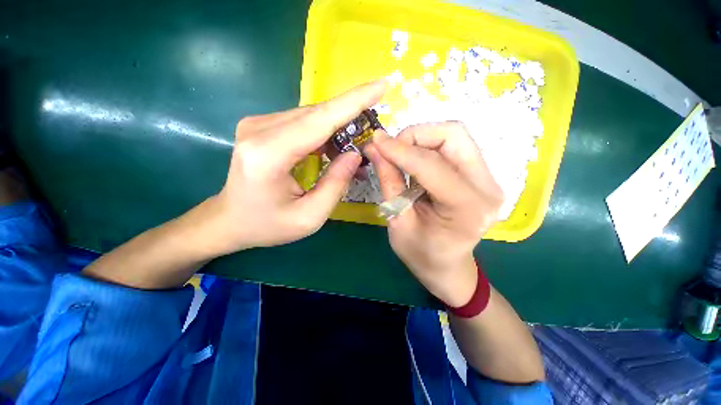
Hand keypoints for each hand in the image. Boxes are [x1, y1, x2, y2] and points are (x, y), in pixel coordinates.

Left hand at [201, 80, 386, 256]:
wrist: (230, 220)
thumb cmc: (268, 225)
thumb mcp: (309, 217)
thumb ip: (336, 184)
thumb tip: (355, 154)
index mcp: (269, 155)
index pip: (320, 120)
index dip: (353, 102)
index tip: (381, 86)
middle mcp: (259, 130)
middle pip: (317, 114)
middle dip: (351, 117)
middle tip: (372, 131)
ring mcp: (258, 124)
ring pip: (312, 116)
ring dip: (338, 128)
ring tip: (354, 149)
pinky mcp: (262, 126)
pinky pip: (303, 122)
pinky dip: (324, 132)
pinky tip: (333, 149)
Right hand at [365, 122, 503, 306]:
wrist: (448, 266)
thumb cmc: (421, 254)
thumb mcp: (398, 222)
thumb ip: (389, 181)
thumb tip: (374, 148)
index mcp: (467, 208)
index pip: (431, 165)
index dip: (400, 150)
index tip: (375, 141)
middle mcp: (487, 187)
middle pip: (453, 135)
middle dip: (416, 136)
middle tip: (392, 150)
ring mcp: (488, 179)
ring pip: (454, 136)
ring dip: (422, 139)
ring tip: (401, 156)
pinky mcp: (481, 175)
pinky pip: (454, 146)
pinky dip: (428, 146)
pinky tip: (414, 163)